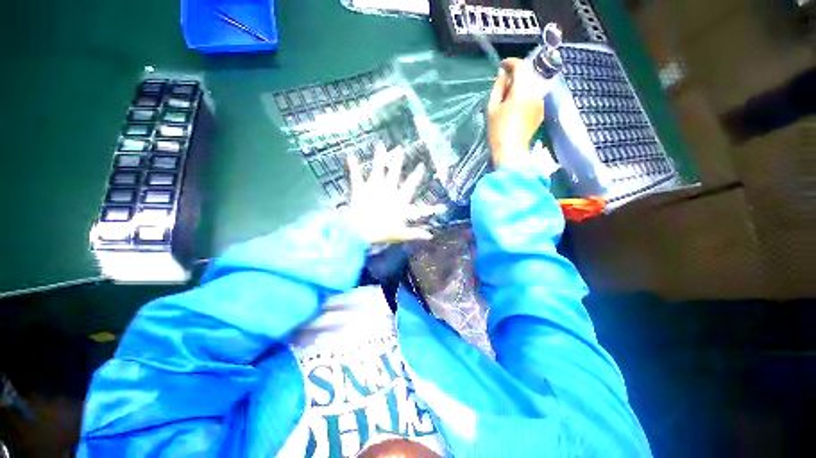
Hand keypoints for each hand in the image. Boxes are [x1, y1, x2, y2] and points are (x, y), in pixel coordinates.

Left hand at [344, 145, 445, 243]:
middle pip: (394, 173)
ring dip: (379, 157)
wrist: (361, 232)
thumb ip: (415, 233)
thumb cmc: (382, 233)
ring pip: (378, 169)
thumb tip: (430, 236)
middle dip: (398, 161)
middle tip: (400, 148)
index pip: (410, 186)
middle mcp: (387, 190)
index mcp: (398, 199)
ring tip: (380, 145)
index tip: (421, 166)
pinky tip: (350, 155)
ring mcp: (373, 188)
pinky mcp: (360, 190)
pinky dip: (353, 165)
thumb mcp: (401, 234)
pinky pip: (356, 176)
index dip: (416, 176)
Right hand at [487, 58, 544, 167]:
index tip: (502, 65)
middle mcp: (535, 92)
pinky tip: (516, 104)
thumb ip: (498, 88)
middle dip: (517, 73)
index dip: (511, 62)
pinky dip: (526, 93)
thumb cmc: (498, 131)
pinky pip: (535, 94)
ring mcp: (540, 102)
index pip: (521, 66)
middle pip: (529, 73)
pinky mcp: (541, 111)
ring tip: (509, 95)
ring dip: (522, 83)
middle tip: (504, 81)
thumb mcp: (493, 108)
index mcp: (522, 90)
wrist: (511, 151)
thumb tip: (502, 74)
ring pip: (533, 83)